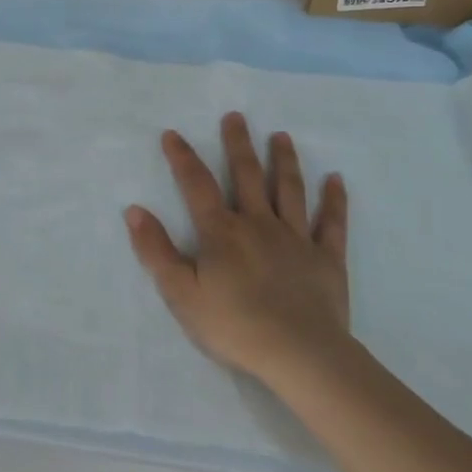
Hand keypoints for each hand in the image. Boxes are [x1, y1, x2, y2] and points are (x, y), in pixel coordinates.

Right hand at [125, 112, 351, 389]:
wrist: (300, 355)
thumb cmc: (234, 326)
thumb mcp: (181, 293)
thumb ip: (156, 251)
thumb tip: (135, 210)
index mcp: (221, 232)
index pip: (196, 185)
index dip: (182, 158)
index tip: (173, 134)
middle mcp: (258, 224)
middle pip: (247, 175)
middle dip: (238, 144)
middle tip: (236, 116)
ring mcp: (295, 238)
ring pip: (289, 190)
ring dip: (285, 161)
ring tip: (281, 136)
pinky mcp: (326, 259)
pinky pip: (331, 223)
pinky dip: (334, 200)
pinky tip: (336, 180)